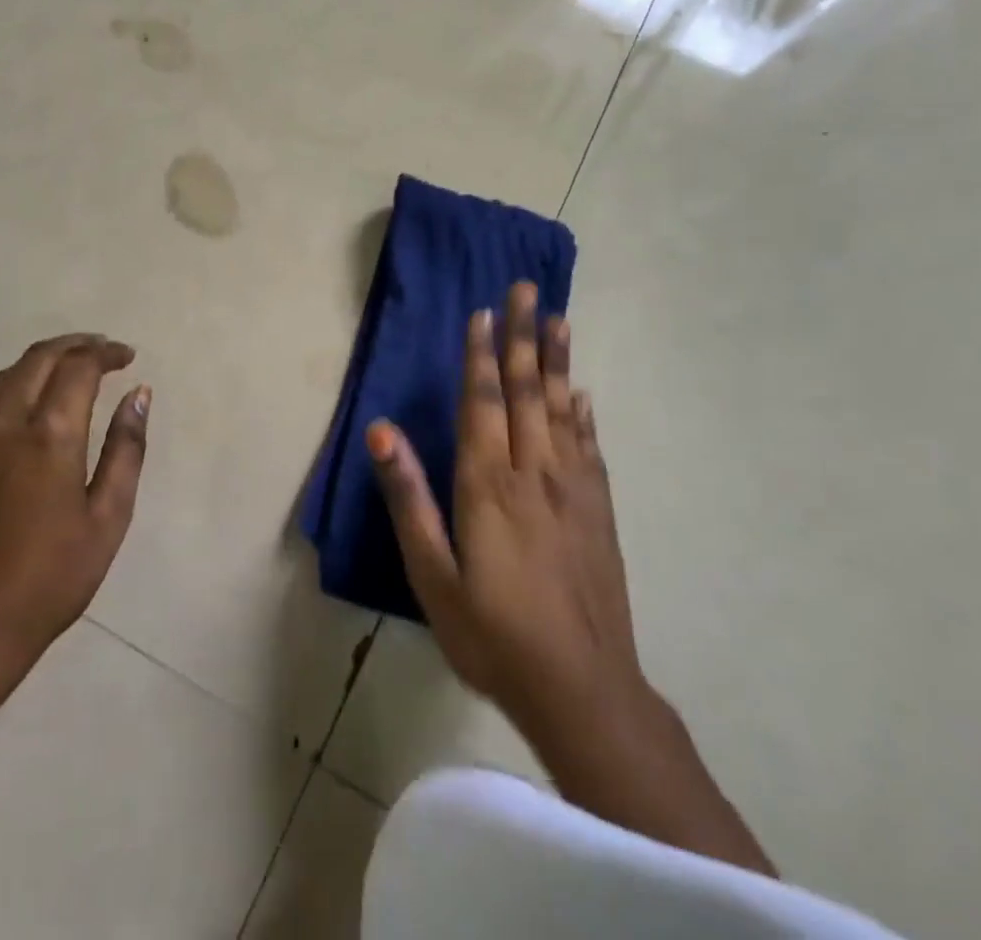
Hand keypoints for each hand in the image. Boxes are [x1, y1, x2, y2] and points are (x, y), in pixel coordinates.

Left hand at [0, 334, 150, 665]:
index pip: (80, 367)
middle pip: (40, 357)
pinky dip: (9, 389)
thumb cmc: (52, 577)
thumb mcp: (107, 517)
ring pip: (7, 375)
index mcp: (50, 434)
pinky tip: (22, 407)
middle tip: (104, 351)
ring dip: (42, 361)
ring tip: (70, 370)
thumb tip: (139, 394)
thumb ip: (126, 448)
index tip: (127, 357)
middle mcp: (6, 421)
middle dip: (75, 345)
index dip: (106, 353)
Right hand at [368, 282, 643, 734]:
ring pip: (564, 408)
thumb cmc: (492, 633)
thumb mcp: (432, 572)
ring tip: (559, 318)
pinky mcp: (600, 511)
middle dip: (524, 336)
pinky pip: (590, 446)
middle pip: (528, 390)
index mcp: (489, 483)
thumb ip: (408, 497)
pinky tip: (583, 392)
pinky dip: (585, 412)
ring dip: (559, 360)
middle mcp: (534, 473)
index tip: (484, 311)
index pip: (483, 401)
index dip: (481, 354)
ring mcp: (574, 490)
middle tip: (528, 289)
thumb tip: (381, 430)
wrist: (584, 690)